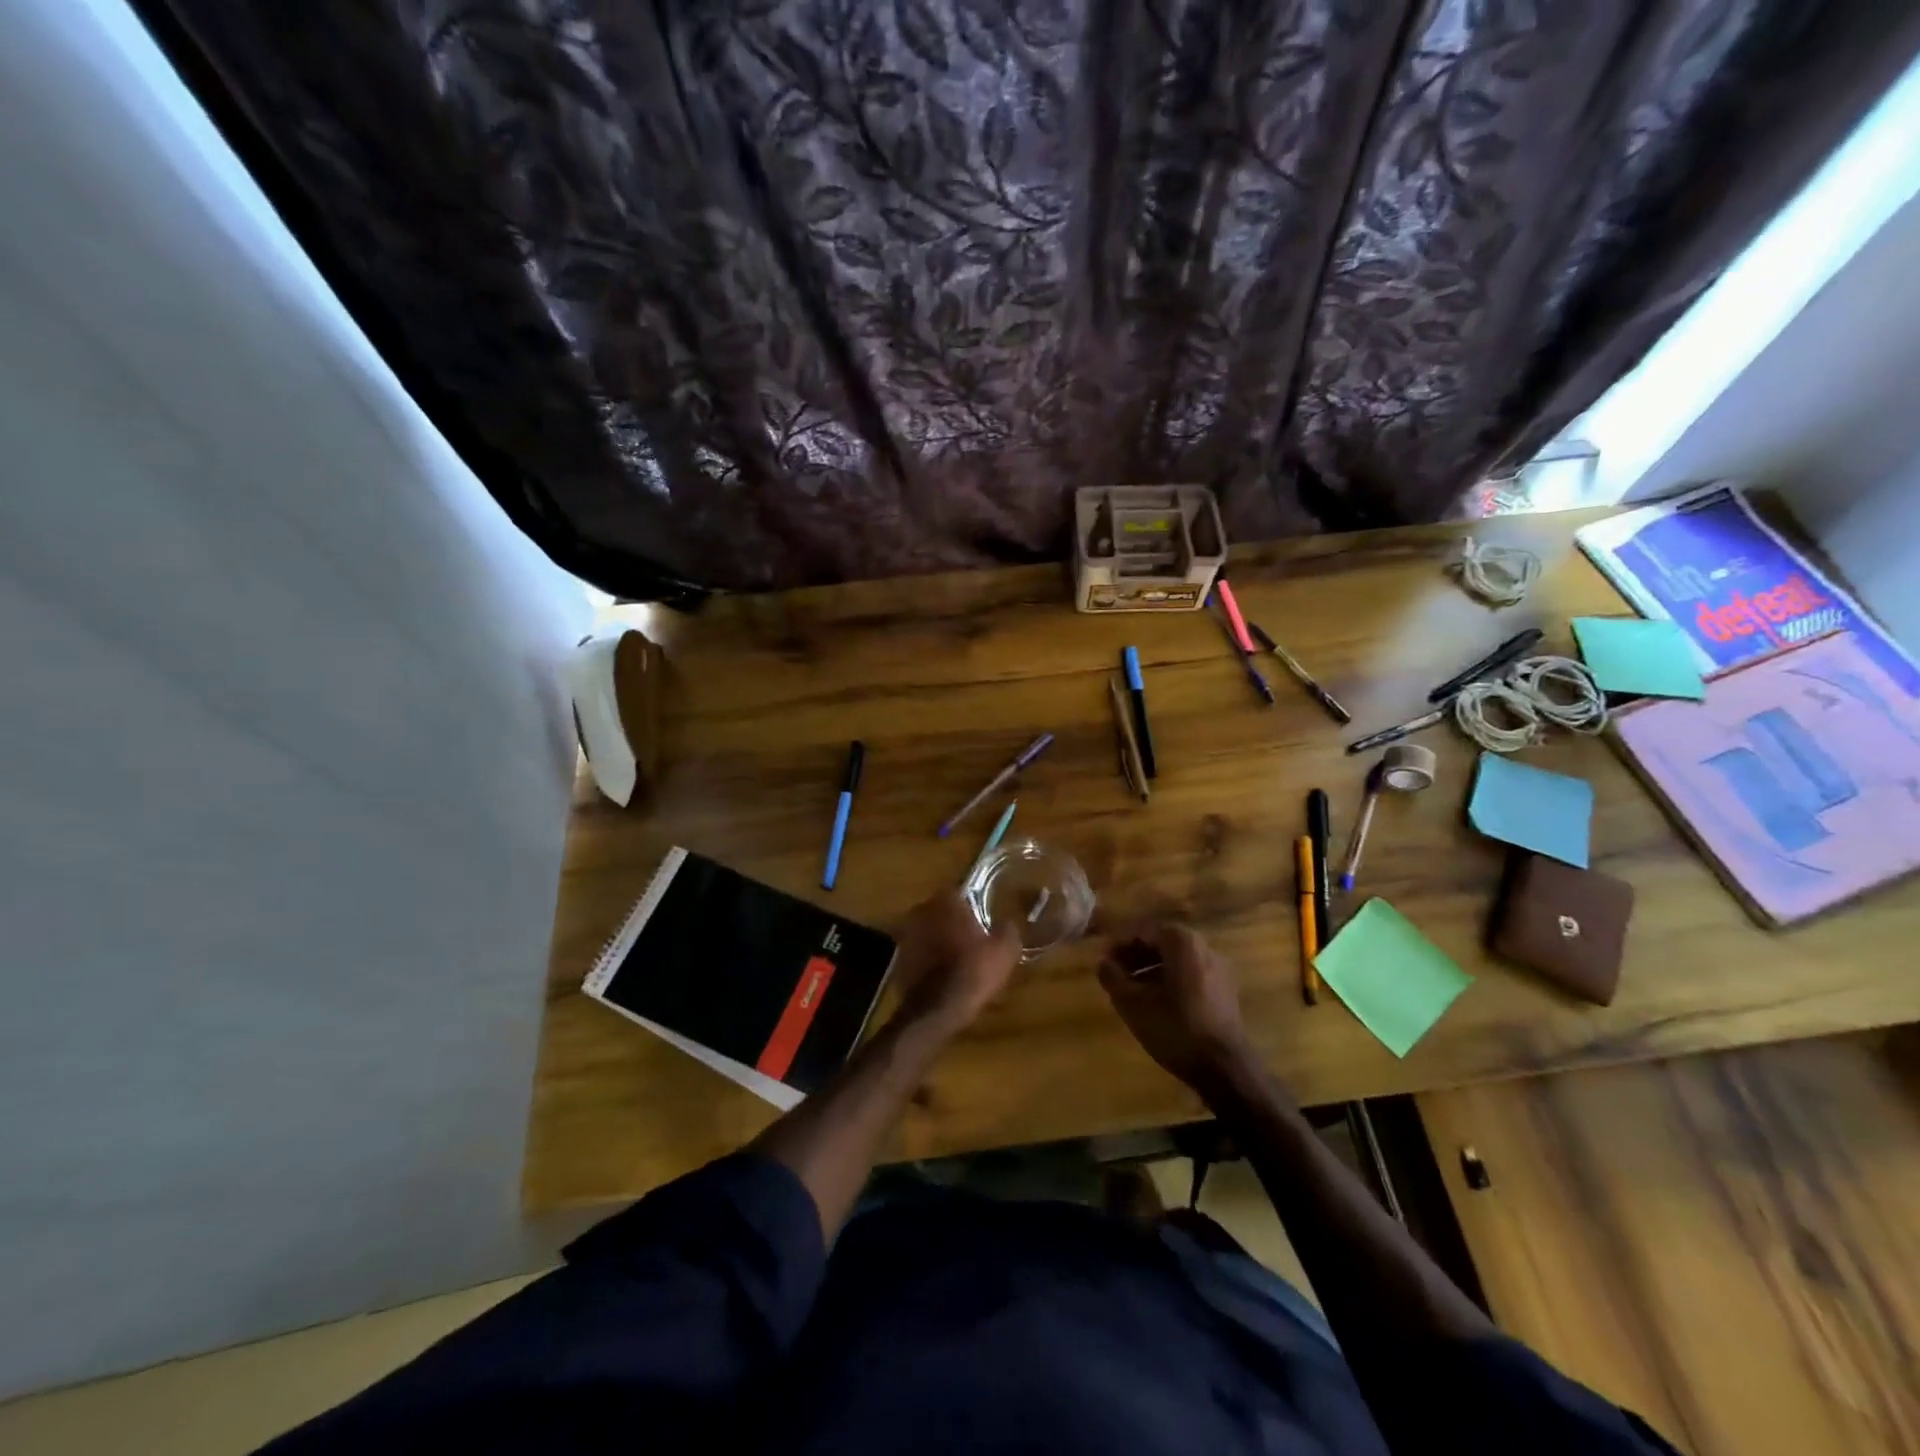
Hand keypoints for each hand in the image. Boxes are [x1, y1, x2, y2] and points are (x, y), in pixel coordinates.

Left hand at [891, 892, 1020, 1032]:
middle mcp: (922, 909)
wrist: (934, 1010)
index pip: (962, 892)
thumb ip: (1008, 929)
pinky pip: (920, 951)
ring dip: (941, 940)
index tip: (985, 920)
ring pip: (930, 930)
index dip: (975, 906)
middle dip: (956, 922)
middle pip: (943, 910)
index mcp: (946, 900)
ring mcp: (905, 933)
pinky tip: (943, 974)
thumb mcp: (1005, 951)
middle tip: (974, 939)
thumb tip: (1008, 922)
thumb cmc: (972, 972)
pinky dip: (929, 958)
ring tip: (959, 958)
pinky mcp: (898, 956)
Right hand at [1098, 923, 1258, 1090]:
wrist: (1225, 1068)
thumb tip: (1103, 963)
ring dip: (1150, 969)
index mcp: (1182, 942)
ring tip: (1130, 990)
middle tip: (1114, 973)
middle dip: (1135, 956)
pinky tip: (1155, 1002)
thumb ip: (1112, 977)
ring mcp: (1218, 969)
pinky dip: (1169, 980)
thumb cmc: (1175, 1028)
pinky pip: (1190, 974)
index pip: (1142, 931)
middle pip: (1161, 943)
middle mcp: (1204, 947)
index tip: (1103, 961)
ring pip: (1176, 960)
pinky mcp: (1225, 991)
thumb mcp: (1132, 1004)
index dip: (1119, 944)